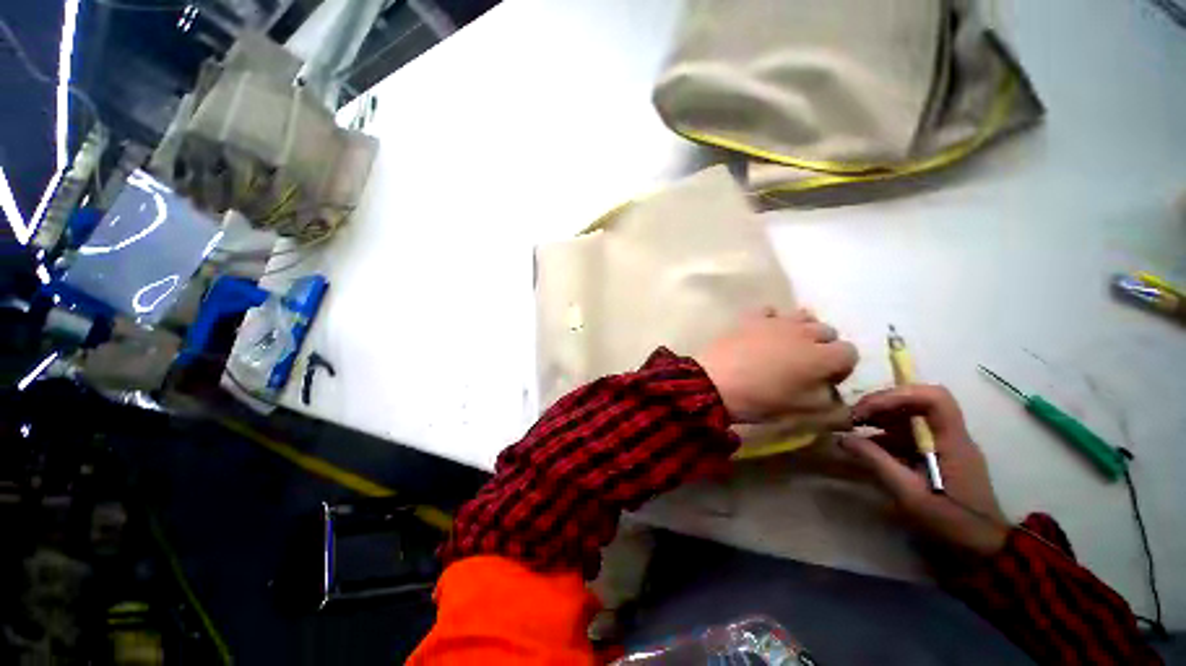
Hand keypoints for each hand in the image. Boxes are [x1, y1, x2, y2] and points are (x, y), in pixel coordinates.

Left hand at [694, 308, 857, 423]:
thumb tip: (837, 398)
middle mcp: (804, 332)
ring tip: (786, 347)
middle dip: (823, 347)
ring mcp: (776, 321)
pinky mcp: (751, 317)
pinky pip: (771, 311)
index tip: (825, 380)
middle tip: (804, 365)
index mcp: (823, 356)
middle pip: (827, 331)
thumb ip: (828, 403)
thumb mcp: (801, 410)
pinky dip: (773, 320)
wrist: (714, 382)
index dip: (840, 368)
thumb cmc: (760, 399)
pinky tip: (763, 334)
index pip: (849, 352)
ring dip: (802, 330)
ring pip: (803, 316)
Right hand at [839, 385, 1009, 556]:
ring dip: (880, 416)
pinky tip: (867, 445)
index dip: (897, 395)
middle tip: (854, 416)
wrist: (982, 548)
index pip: (933, 398)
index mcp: (952, 441)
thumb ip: (877, 462)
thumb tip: (842, 438)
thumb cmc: (951, 521)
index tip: (867, 410)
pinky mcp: (938, 454)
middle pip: (918, 401)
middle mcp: (951, 435)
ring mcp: (945, 444)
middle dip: (882, 403)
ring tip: (854, 426)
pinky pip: (909, 433)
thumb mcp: (910, 494)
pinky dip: (885, 433)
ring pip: (911, 415)